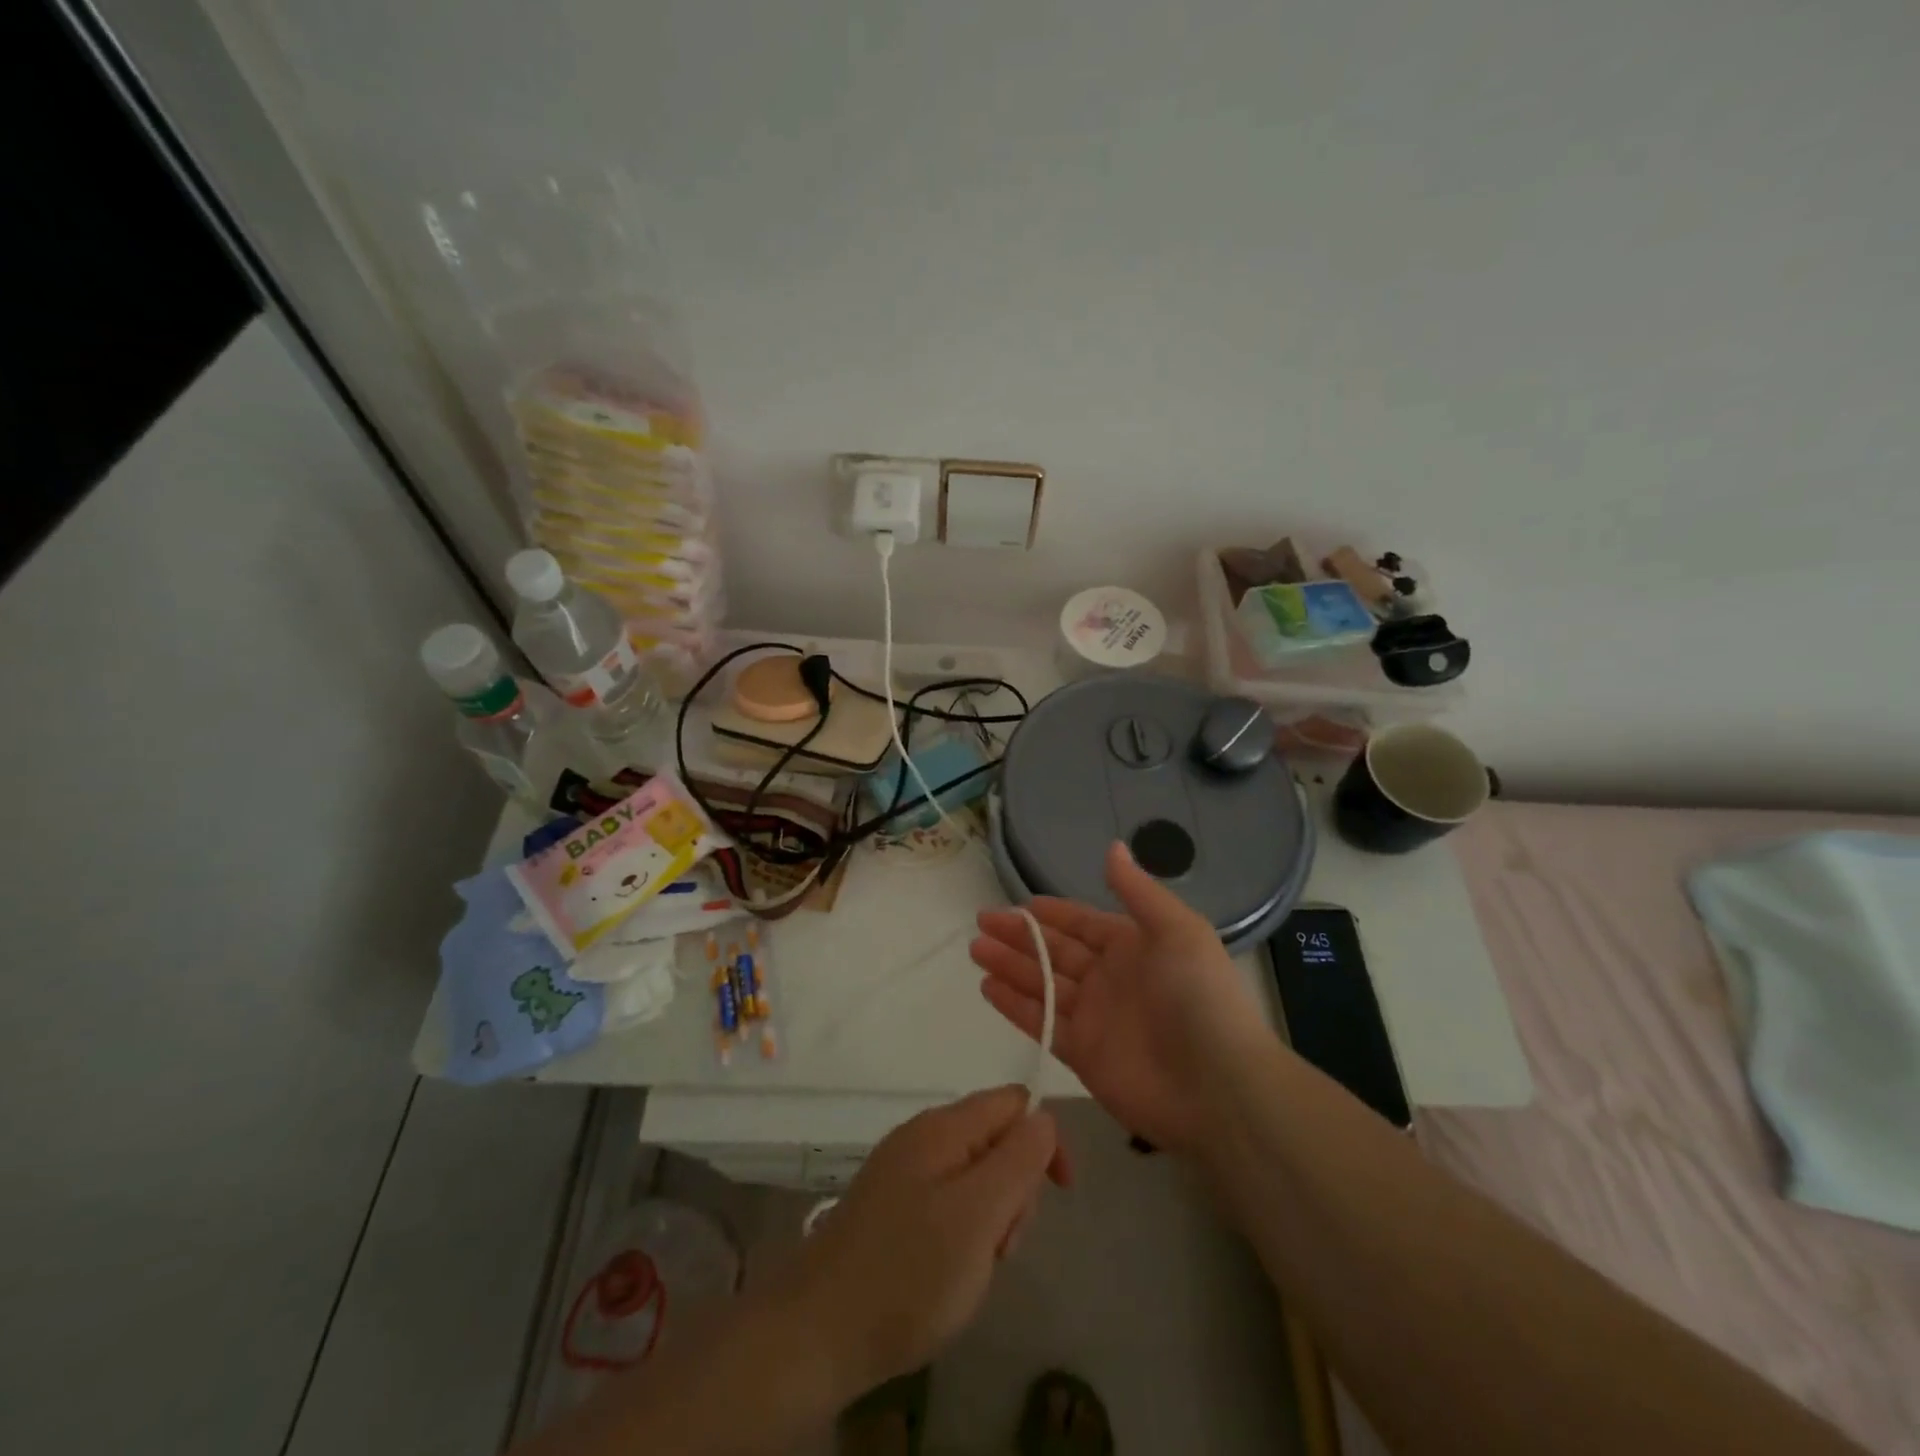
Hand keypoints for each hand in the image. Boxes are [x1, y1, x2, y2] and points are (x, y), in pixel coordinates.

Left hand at [785, 1087, 1070, 1397]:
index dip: (1043, 1140)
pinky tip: (950, 1273)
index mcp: (943, 1127)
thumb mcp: (979, 1215)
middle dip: (1014, 1191)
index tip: (1057, 1193)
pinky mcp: (891, 1207)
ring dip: (990, 1220)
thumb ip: (1018, 1160)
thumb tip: (1045, 1116)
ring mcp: (903, 1172)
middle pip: (995, 1141)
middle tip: (1001, 1245)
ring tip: (973, 1268)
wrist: (817, 1331)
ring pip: (974, 1178)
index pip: (1013, 1102)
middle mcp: (922, 1137)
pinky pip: (947, 1204)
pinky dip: (963, 1235)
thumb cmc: (909, 1271)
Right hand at [972, 841, 1265, 1152]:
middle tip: (981, 922)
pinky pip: (1041, 1023)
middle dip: (1020, 936)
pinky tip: (987, 988)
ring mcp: (1094, 1018)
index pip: (1082, 924)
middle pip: (1055, 951)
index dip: (1051, 913)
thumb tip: (1112, 847)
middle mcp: (1109, 978)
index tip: (1017, 904)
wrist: (1218, 1086)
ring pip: (1042, 984)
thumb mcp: (1177, 930)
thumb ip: (1137, 891)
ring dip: (1009, 966)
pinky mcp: (1082, 1055)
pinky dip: (1014, 1006)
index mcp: (1133, 947)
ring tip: (975, 950)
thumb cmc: (1199, 997)